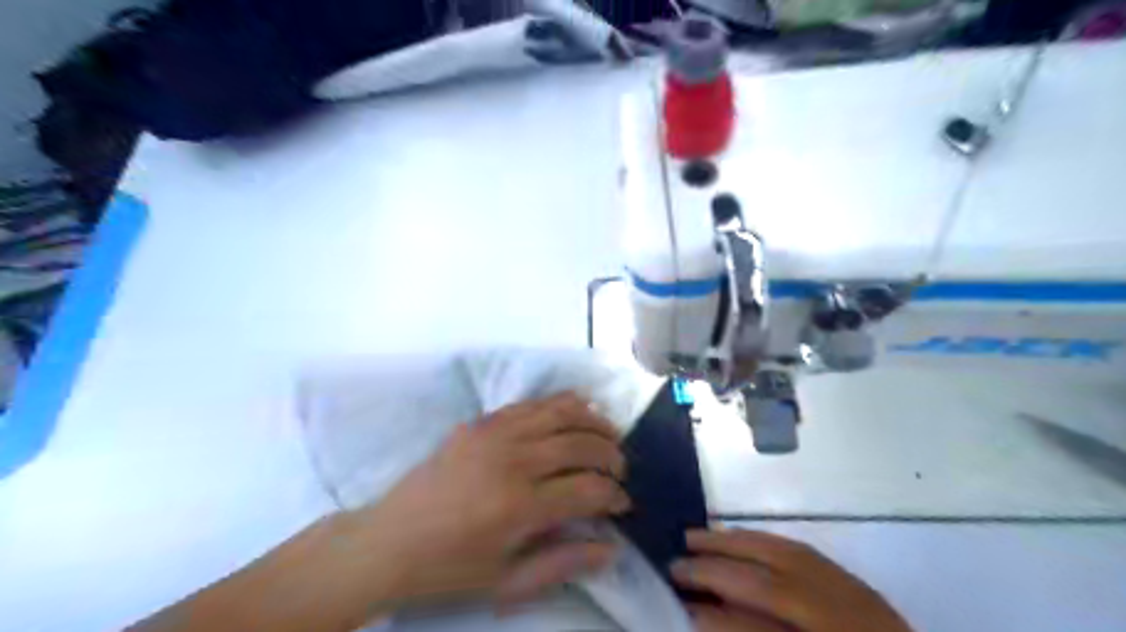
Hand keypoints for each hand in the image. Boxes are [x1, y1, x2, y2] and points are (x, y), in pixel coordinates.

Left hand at [356, 393, 629, 609]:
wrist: (388, 541)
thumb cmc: (449, 569)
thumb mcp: (506, 583)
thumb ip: (563, 563)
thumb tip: (612, 547)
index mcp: (518, 507)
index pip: (588, 489)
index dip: (614, 496)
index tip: (623, 504)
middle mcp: (512, 460)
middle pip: (581, 443)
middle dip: (612, 455)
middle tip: (620, 470)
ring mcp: (494, 433)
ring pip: (561, 411)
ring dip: (593, 421)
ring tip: (609, 434)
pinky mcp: (481, 422)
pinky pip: (532, 403)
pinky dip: (561, 404)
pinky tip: (576, 411)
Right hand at [673, 527, 908, 631]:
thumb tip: (708, 618)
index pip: (761, 630)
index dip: (717, 619)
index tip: (679, 608)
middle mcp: (840, 619)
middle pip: (769, 584)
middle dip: (716, 570)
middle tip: (673, 564)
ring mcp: (853, 596)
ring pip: (783, 555)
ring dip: (733, 543)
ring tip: (695, 537)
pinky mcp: (856, 583)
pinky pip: (801, 549)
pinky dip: (763, 539)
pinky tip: (739, 537)